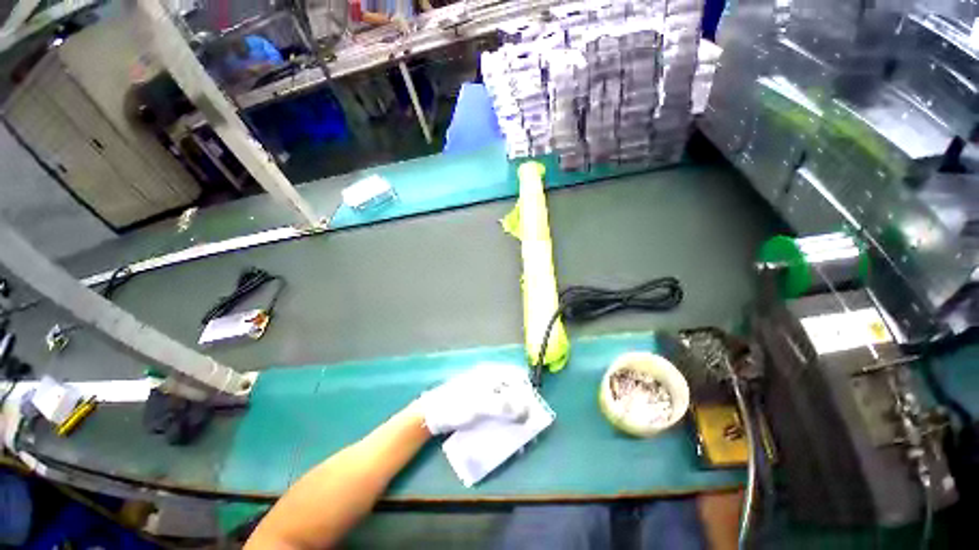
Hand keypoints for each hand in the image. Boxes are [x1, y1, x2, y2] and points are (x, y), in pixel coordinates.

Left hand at [416, 363, 532, 434]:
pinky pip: (496, 405)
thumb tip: (527, 412)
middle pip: (512, 387)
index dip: (527, 390)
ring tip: (517, 429)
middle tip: (527, 423)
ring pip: (505, 397)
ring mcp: (483, 388)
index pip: (517, 375)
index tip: (534, 408)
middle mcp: (489, 378)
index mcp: (491, 373)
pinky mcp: (478, 400)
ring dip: (513, 412)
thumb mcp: (482, 406)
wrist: (432, 414)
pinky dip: (503, 415)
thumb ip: (505, 407)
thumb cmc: (457, 406)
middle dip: (522, 404)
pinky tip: (503, 428)